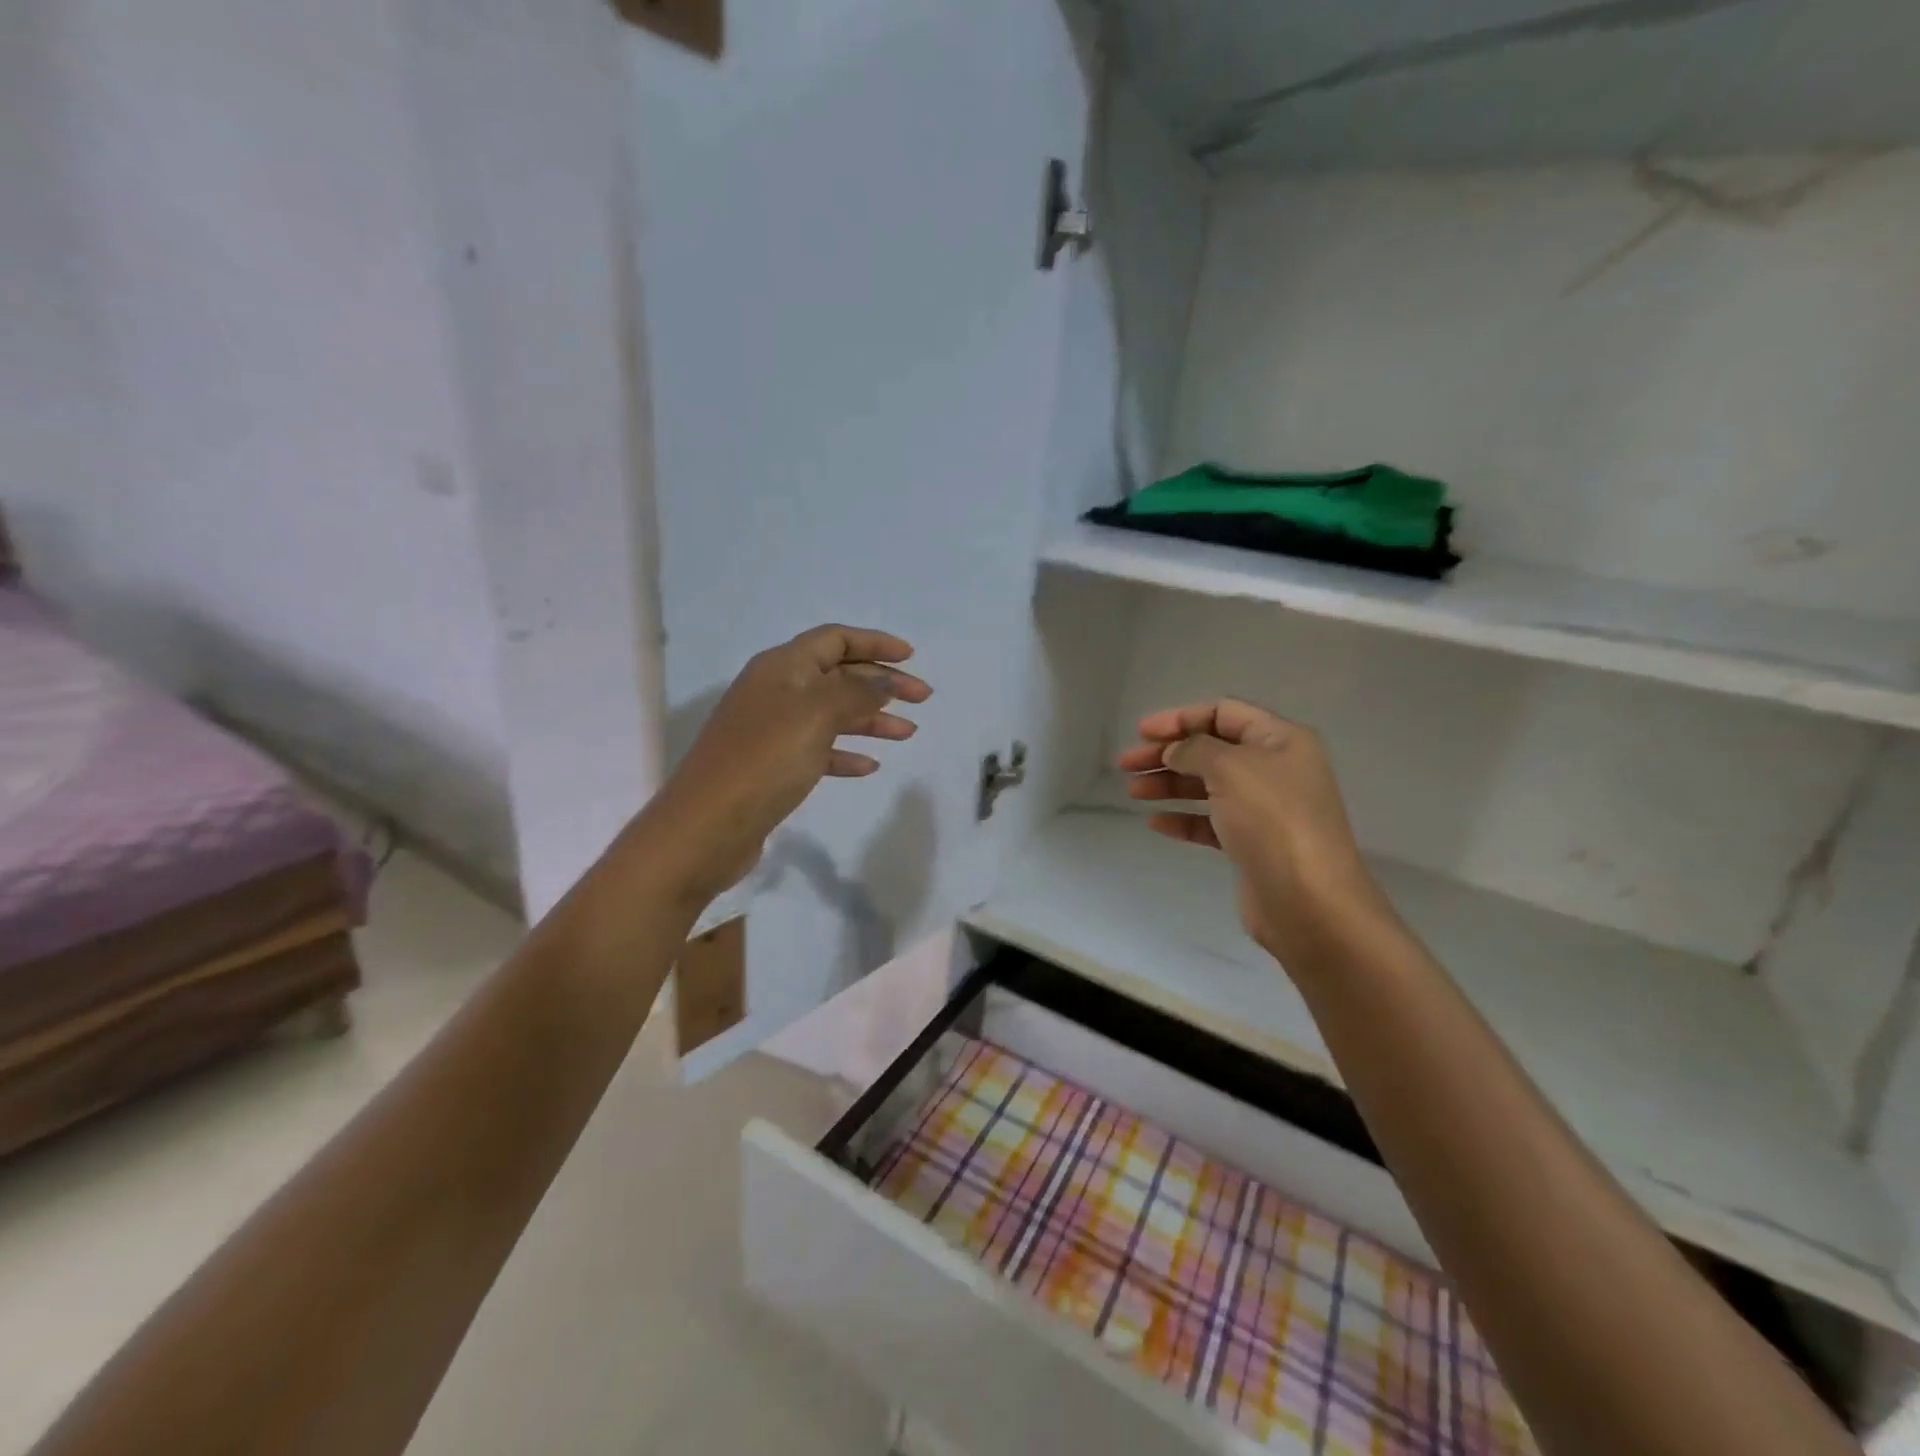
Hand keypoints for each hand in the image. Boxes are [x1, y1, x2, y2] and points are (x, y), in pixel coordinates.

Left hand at [651, 625, 931, 901]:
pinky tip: (870, 766)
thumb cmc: (764, 761)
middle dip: (881, 683)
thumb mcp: (816, 715)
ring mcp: (772, 730)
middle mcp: (775, 691)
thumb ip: (858, 693)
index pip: (834, 639)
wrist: (706, 828)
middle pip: (837, 675)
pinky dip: (846, 752)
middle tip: (922, 699)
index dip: (874, 643)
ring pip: (832, 714)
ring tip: (908, 734)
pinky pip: (818, 749)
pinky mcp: (772, 767)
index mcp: (781, 667)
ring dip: (871, 719)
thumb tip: (886, 680)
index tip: (911, 658)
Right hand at [1117, 700, 1389, 967]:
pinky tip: (1157, 823)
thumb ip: (1194, 749)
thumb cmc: (1272, 821)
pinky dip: (1183, 818)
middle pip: (1211, 750)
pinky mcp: (1253, 844)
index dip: (1180, 718)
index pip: (1223, 714)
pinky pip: (1211, 822)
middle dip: (1167, 753)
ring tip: (1133, 792)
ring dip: (1169, 784)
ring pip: (1207, 786)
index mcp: (1280, 740)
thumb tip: (1175, 751)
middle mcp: (1275, 769)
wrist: (1309, 901)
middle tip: (1126, 764)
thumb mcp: (1230, 768)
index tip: (1141, 733)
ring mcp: (1265, 809)